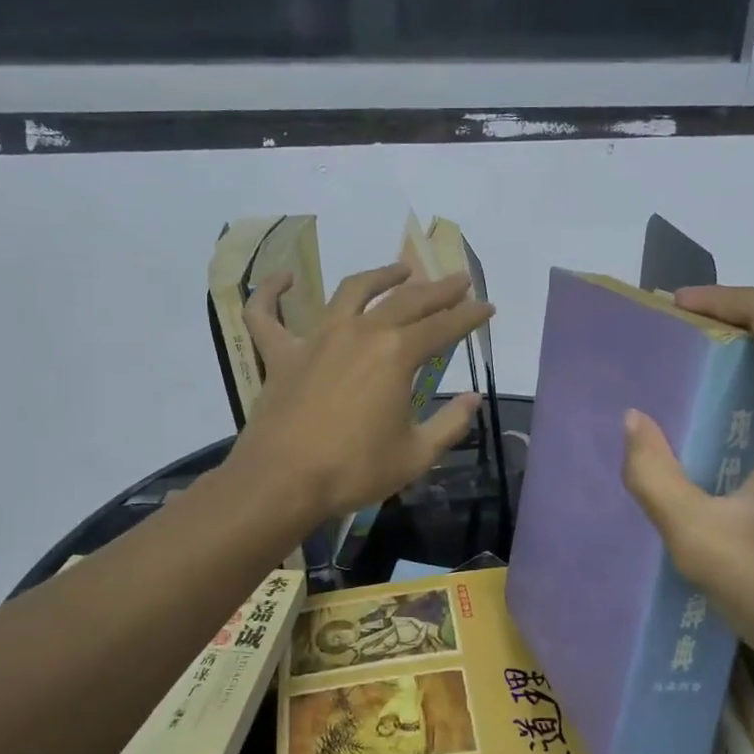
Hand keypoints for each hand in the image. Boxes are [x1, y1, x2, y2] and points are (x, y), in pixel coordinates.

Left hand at [233, 262, 493, 519]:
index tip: (487, 307)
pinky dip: (270, 292)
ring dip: (379, 277)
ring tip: (399, 271)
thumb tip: (472, 399)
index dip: (469, 316)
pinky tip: (283, 278)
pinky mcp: (280, 354)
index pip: (443, 326)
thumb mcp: (416, 455)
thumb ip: (450, 424)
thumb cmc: (354, 470)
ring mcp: (316, 338)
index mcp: (396, 354)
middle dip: (437, 289)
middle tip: (458, 280)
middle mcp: (359, 333)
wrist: (283, 482)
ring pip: (349, 291)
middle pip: (405, 301)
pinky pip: (266, 314)